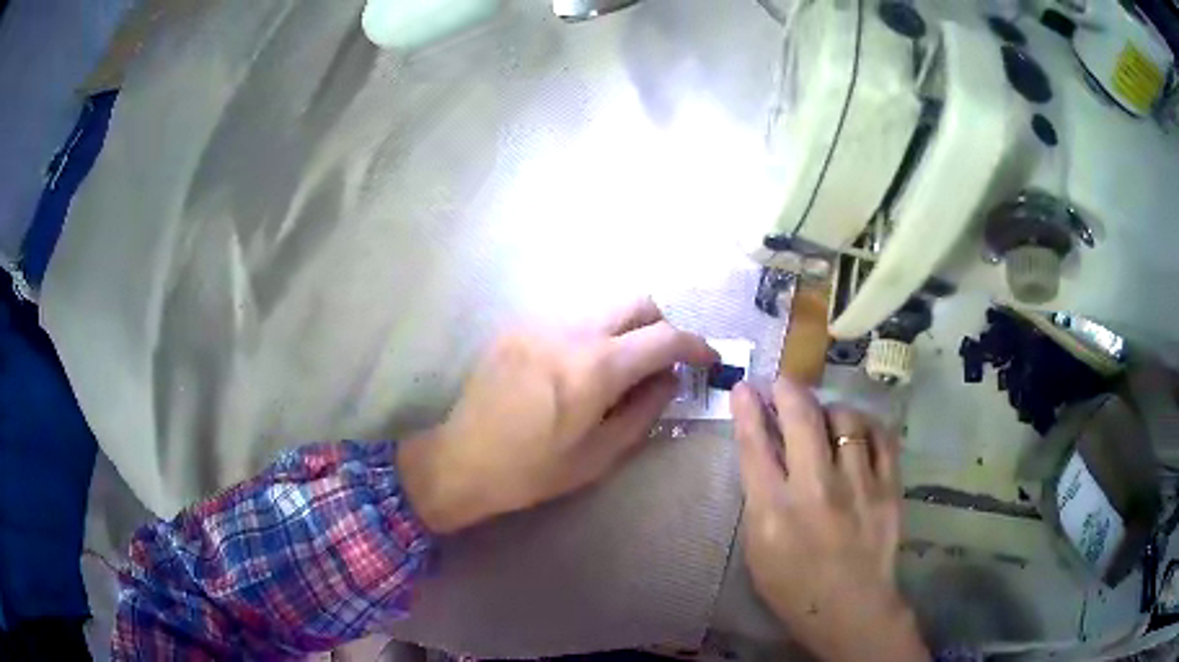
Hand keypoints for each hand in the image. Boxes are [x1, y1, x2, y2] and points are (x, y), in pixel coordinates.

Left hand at [399, 298, 718, 533]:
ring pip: (602, 306)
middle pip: (637, 302)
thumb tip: (670, 378)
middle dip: (661, 325)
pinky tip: (577, 368)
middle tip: (663, 360)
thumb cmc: (534, 470)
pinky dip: (590, 333)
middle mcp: (571, 330)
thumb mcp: (600, 454)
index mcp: (595, 367)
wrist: (463, 460)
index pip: (664, 338)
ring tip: (619, 368)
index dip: (695, 345)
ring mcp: (540, 322)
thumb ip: (646, 410)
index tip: (708, 357)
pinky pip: (570, 317)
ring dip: (625, 329)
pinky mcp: (518, 326)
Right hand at [731, 378, 928, 661]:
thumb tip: (764, 450)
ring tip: (824, 416)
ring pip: (846, 420)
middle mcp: (816, 490)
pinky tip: (858, 429)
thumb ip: (759, 497)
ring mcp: (858, 486)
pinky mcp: (889, 488)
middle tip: (782, 384)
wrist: (850, 607)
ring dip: (829, 409)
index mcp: (774, 511)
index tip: (744, 388)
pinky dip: (867, 425)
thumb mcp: (758, 547)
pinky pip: (881, 436)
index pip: (756, 446)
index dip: (746, 410)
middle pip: (802, 419)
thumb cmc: (793, 586)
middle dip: (788, 390)